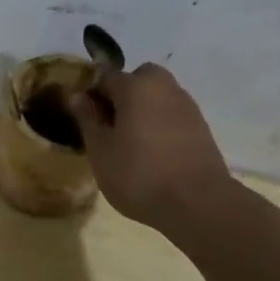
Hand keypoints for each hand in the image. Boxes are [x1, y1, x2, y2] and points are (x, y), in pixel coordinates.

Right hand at [69, 63, 235, 233]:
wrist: (198, 203)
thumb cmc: (139, 174)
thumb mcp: (100, 150)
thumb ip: (88, 119)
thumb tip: (78, 96)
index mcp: (135, 86)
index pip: (105, 77)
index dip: (91, 95)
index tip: (84, 119)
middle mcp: (164, 87)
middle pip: (137, 80)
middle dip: (122, 95)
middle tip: (111, 126)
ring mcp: (187, 106)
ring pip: (157, 97)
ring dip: (143, 110)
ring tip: (132, 143)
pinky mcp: (202, 127)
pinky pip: (172, 115)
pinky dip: (161, 125)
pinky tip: (154, 153)